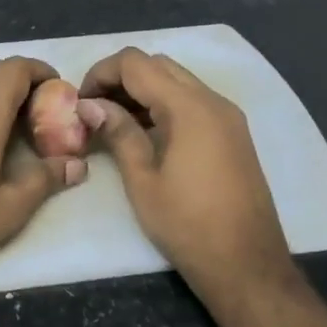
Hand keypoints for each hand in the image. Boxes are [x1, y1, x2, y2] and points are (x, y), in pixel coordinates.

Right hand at [78, 48, 294, 303]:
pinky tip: (145, 132)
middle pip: (158, 65)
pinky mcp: (232, 133)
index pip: (136, 63)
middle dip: (120, 78)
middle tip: (94, 110)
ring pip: (177, 80)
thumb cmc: (187, 225)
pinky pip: (193, 100)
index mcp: (190, 108)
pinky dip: (164, 103)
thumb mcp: (143, 180)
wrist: (246, 264)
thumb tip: (89, 106)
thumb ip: (118, 133)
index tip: (81, 102)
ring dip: (143, 89)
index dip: (101, 73)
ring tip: (113, 122)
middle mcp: (213, 100)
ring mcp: (227, 116)